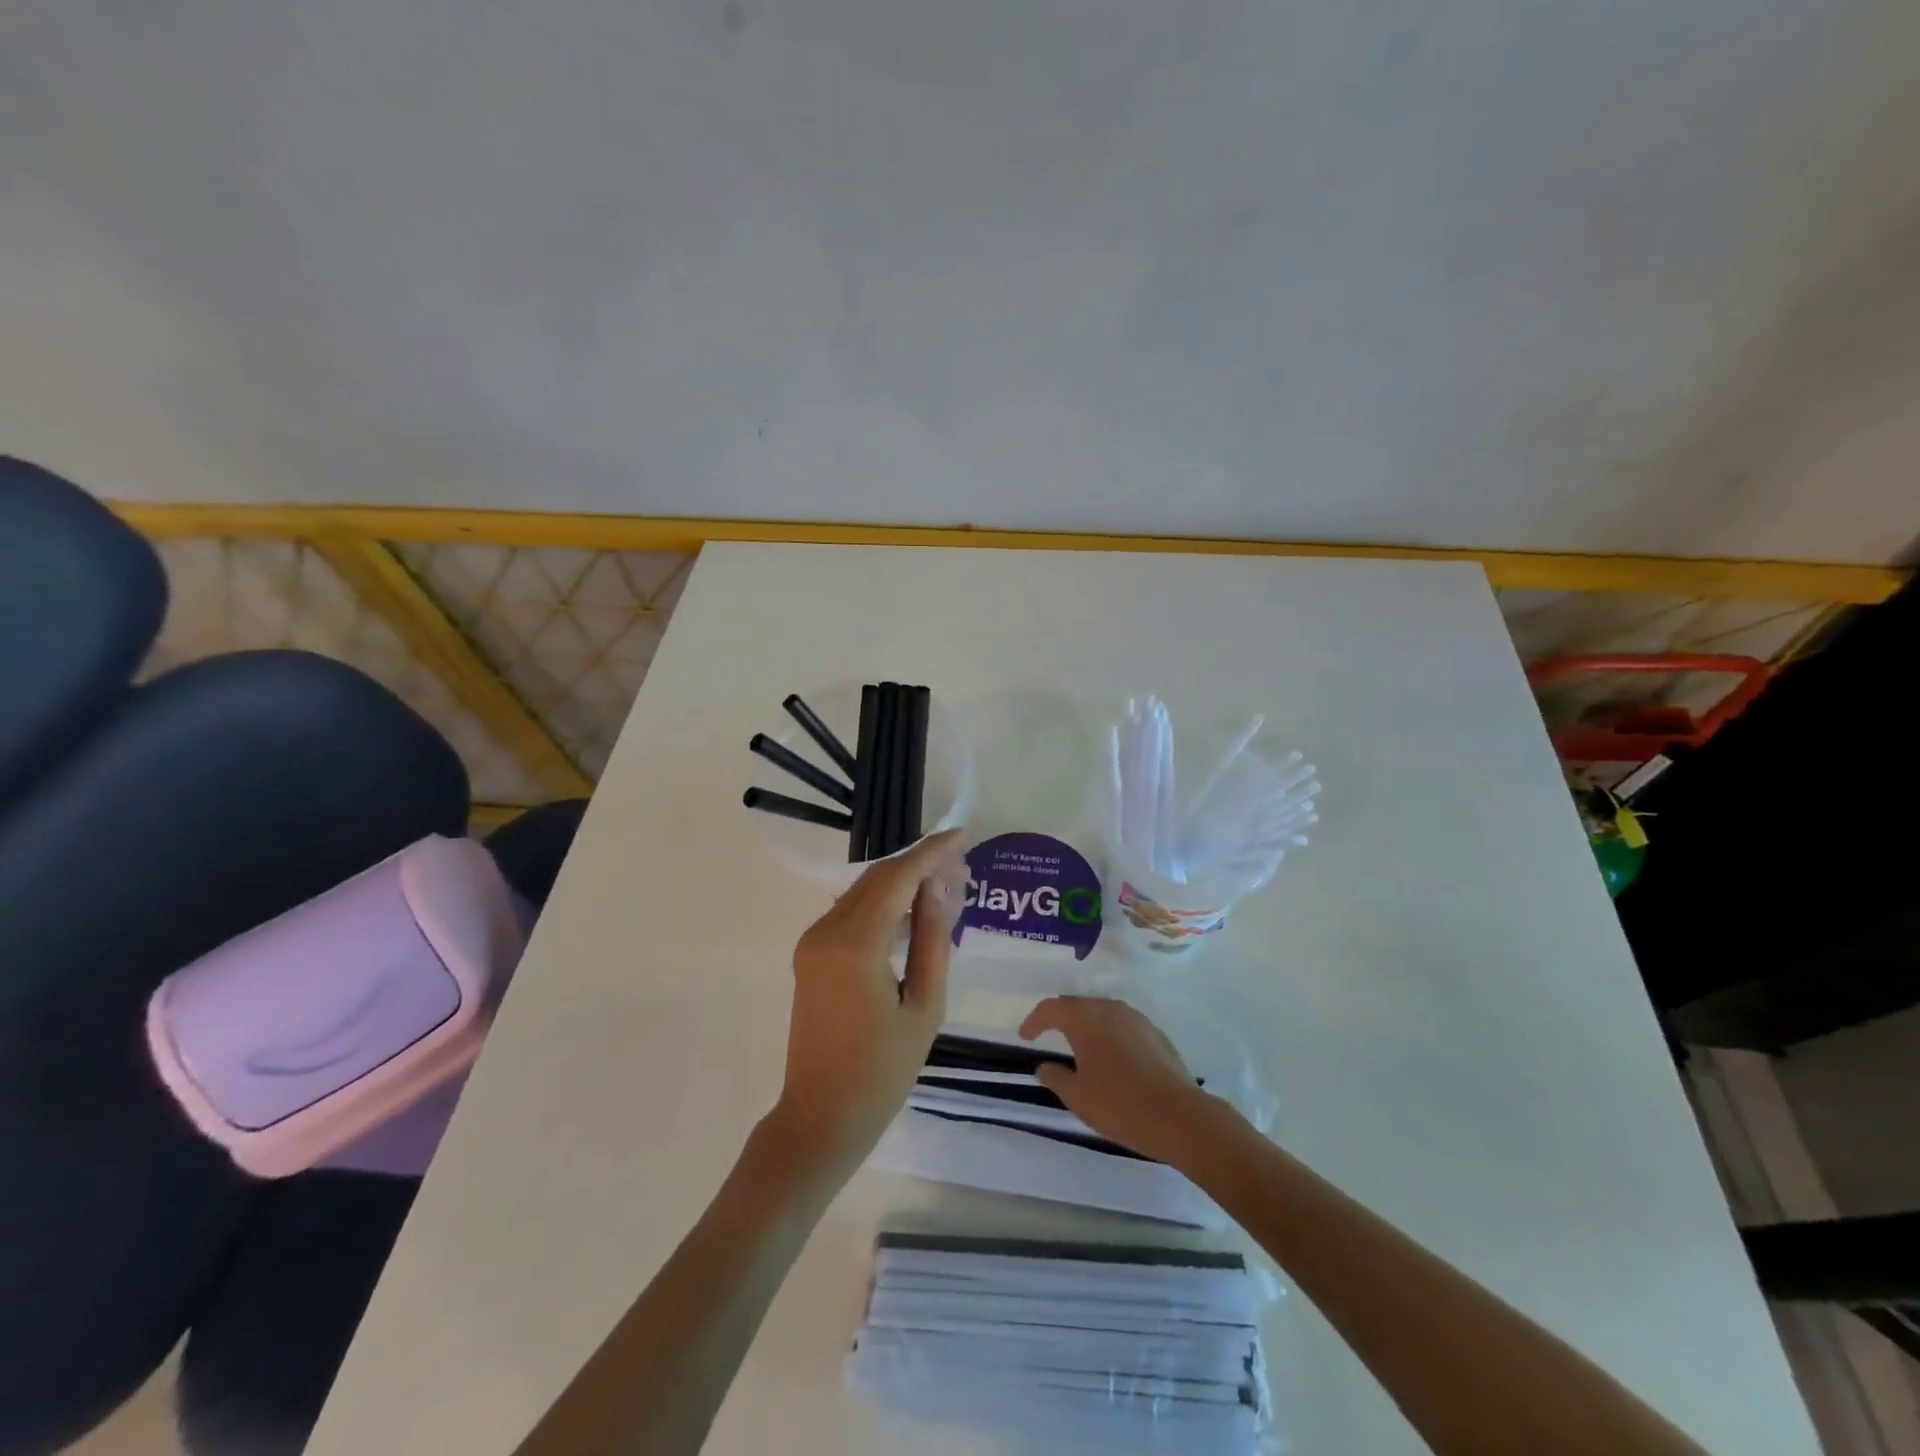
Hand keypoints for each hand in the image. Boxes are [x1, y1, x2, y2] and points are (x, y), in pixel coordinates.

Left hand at [768, 829, 966, 1174]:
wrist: (820, 1118)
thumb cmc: (882, 1072)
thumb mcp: (924, 1006)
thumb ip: (932, 939)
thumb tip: (939, 886)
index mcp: (855, 945)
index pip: (897, 877)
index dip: (931, 852)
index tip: (962, 835)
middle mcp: (826, 931)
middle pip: (877, 878)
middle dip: (919, 864)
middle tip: (961, 864)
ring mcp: (812, 942)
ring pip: (862, 892)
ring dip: (901, 882)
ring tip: (945, 884)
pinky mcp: (810, 954)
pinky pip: (851, 913)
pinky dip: (883, 904)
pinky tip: (913, 912)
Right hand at [1018, 996, 1233, 1165]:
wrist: (1179, 1116)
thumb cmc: (1121, 1105)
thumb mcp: (1078, 1097)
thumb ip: (1056, 1077)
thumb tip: (1044, 1066)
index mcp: (1085, 1019)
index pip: (1051, 1008)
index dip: (1034, 1020)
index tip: (1025, 1036)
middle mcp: (1109, 1009)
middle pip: (1077, 1005)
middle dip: (1060, 1017)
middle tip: (1048, 1034)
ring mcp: (1136, 1018)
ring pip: (1102, 1012)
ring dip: (1086, 1024)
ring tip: (1079, 1045)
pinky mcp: (1155, 1032)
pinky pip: (1122, 1024)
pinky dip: (1109, 1033)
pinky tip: (1111, 1056)